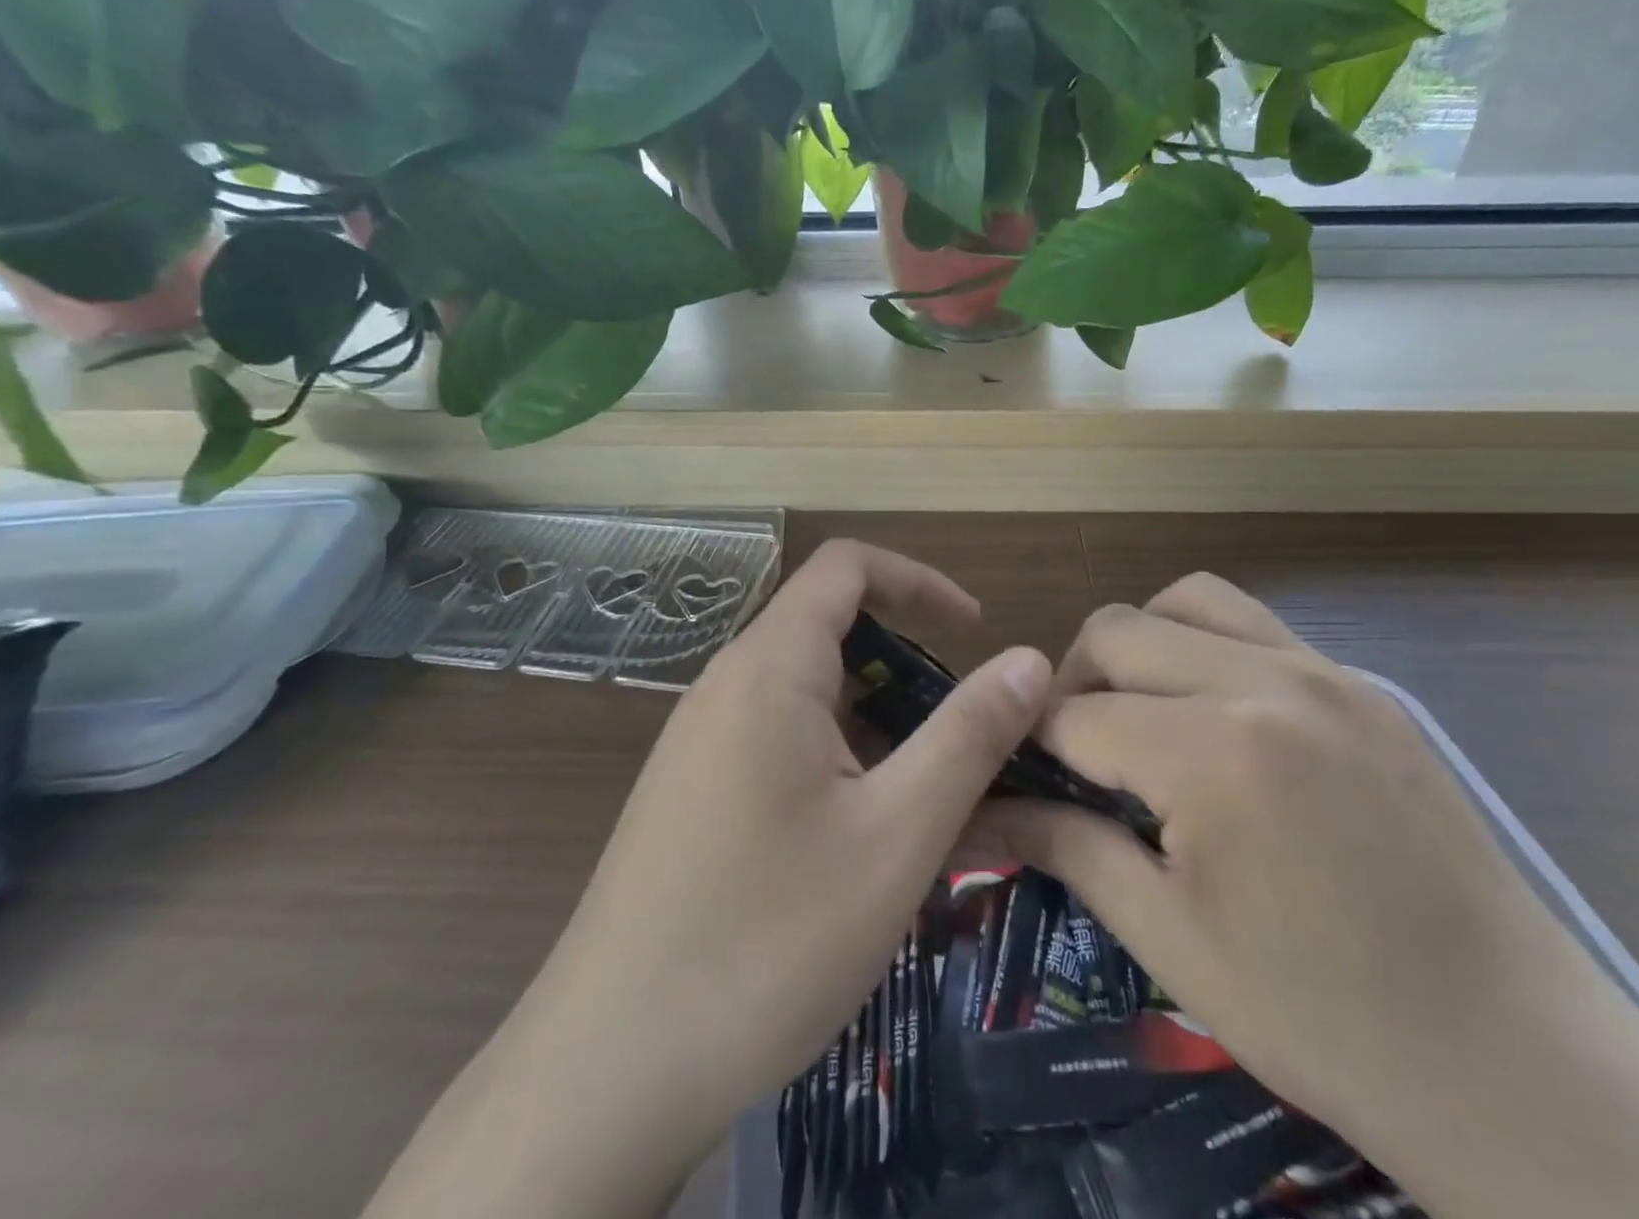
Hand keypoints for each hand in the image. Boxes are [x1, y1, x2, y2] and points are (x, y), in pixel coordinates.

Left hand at [364, 540, 1050, 1218]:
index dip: (920, 581)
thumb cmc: (768, 939)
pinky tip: (860, 846)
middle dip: (908, 671)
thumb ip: (970, 735)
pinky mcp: (691, 792)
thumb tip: (1030, 658)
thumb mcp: (897, 833)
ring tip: (923, 809)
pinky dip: (838, 763)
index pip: (847, 566)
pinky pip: (780, 743)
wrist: (607, 1072)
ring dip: (877, 728)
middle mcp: (726, 686)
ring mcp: (701, 742)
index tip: (975, 631)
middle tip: (961, 747)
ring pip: (810, 697)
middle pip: (831, 634)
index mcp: (769, 668)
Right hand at [980, 573, 1638, 1218]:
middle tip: (1076, 755)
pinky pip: (1258, 628)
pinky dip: (1208, 650)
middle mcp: (1266, 682)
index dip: (1030, 746)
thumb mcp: (1170, 939)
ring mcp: (1327, 673)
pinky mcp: (1368, 688)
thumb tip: (977, 812)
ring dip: (1141, 645)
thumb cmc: (1325, 1019)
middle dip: (1072, 684)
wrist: (1523, 1068)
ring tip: (1143, 714)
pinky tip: (1220, 724)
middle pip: (1117, 631)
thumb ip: (1066, 847)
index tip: (1019, 779)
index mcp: (1212, 753)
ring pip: (1189, 601)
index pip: (1074, 716)